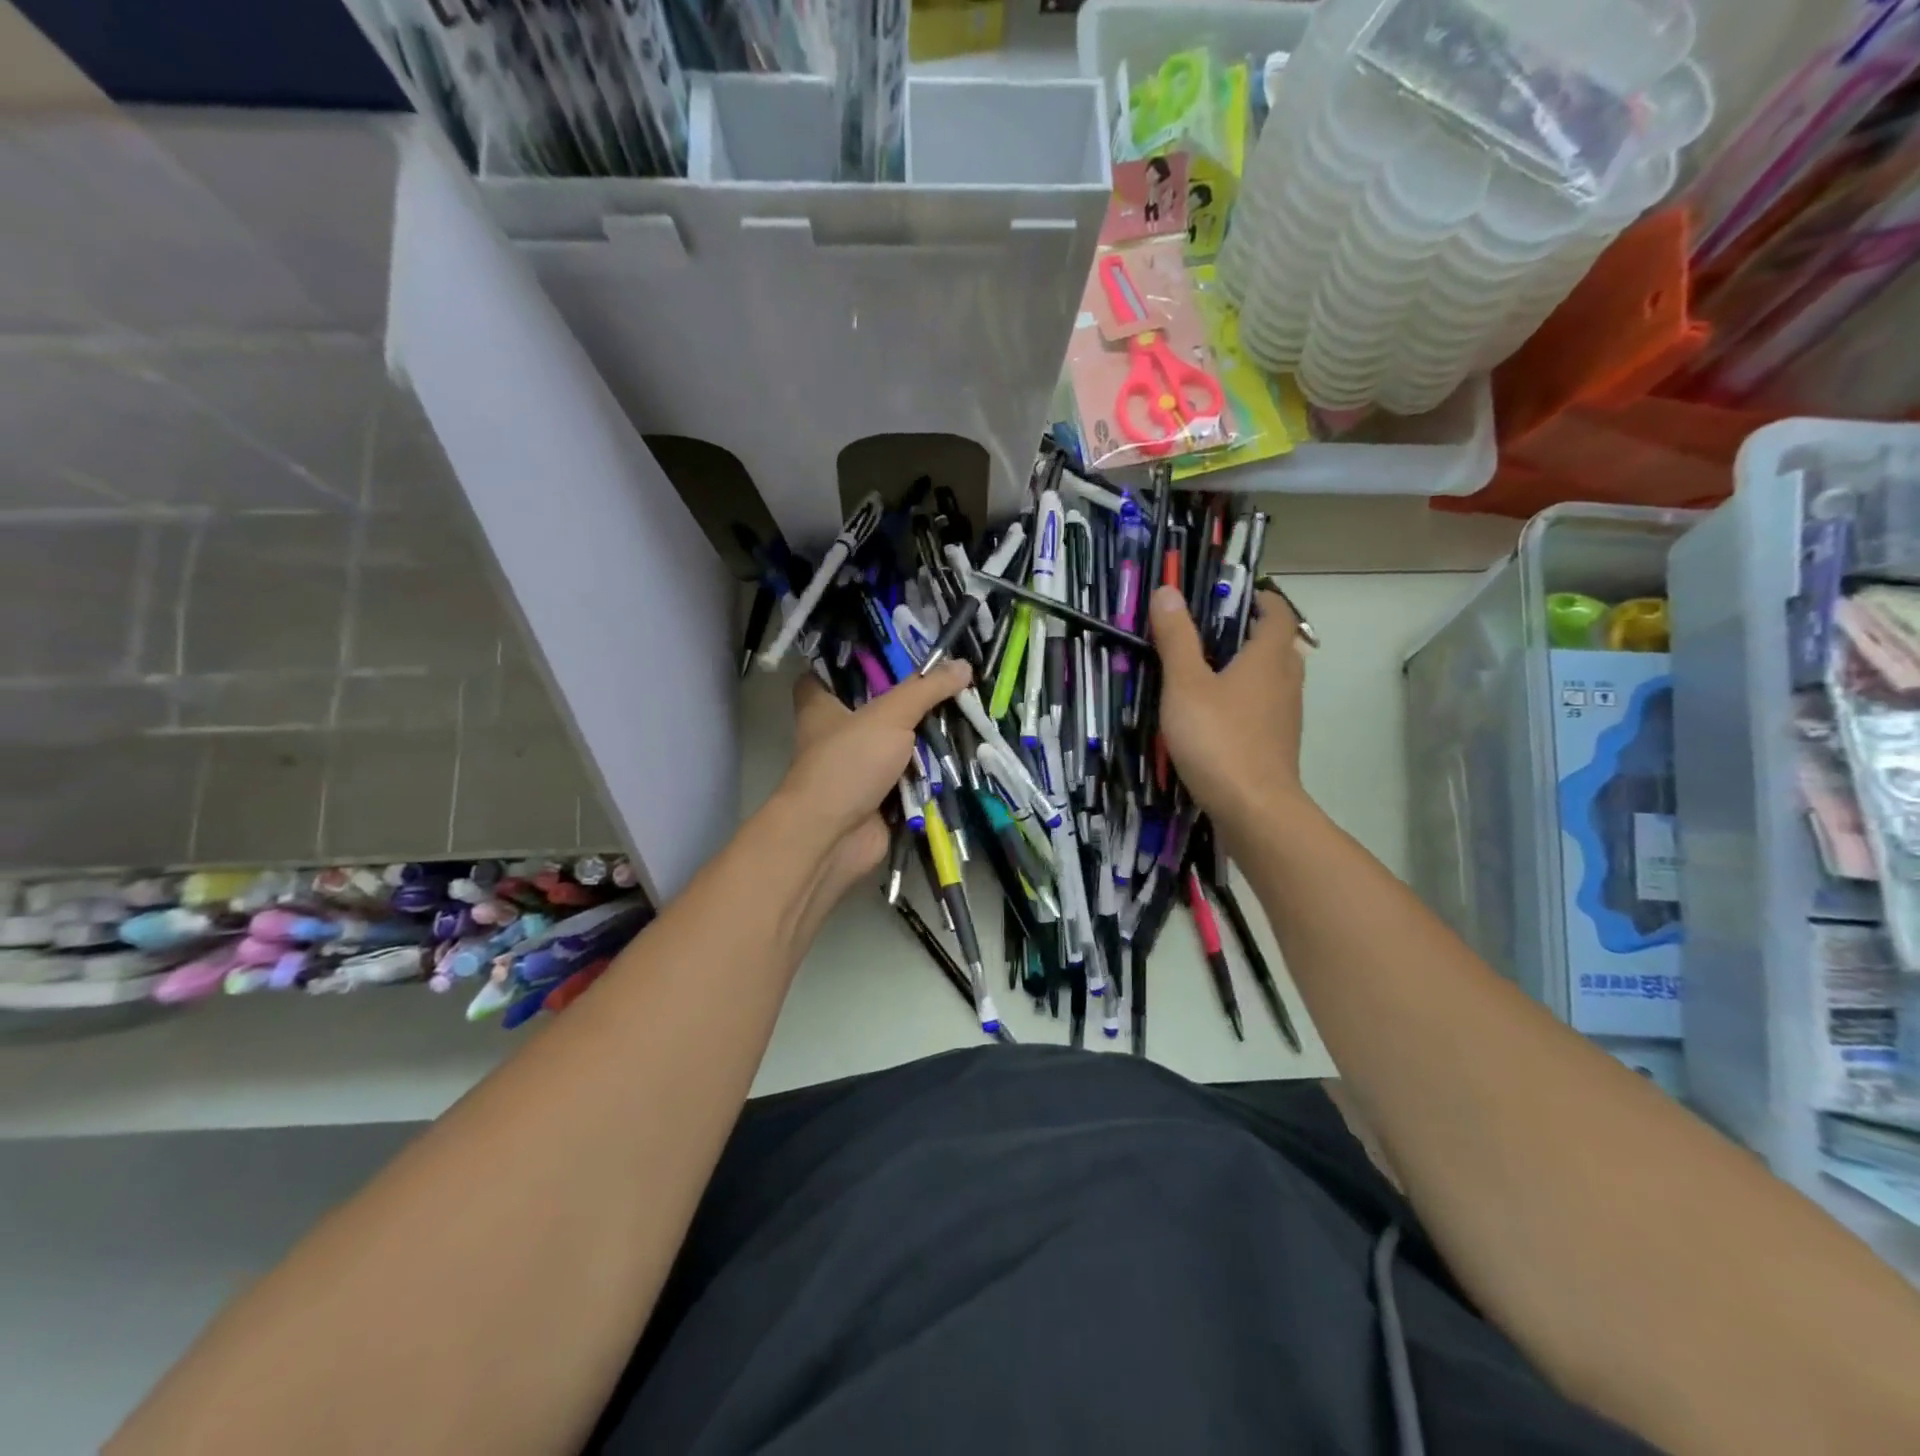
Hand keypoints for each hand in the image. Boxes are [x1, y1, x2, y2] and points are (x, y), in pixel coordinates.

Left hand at [776, 662, 970, 911]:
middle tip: (949, 682)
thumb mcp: (890, 715)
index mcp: (822, 707)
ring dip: (926, 739)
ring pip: (897, 745)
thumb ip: (926, 689)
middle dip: (909, 701)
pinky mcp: (878, 798)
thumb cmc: (848, 763)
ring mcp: (858, 769)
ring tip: (967, 714)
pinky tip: (962, 755)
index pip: (828, 674)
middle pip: (875, 708)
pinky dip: (930, 773)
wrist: (835, 837)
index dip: (853, 662)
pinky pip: (909, 778)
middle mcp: (837, 735)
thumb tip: (963, 664)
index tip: (890, 653)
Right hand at [1151, 584, 1308, 843]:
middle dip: (1249, 633)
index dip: (1259, 599)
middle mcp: (1285, 681)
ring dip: (1247, 668)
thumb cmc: (1218, 739)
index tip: (1228, 596)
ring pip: (1272, 679)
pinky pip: (1265, 708)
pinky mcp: (1277, 744)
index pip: (1277, 613)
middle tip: (1209, 634)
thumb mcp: (1185, 685)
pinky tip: (1214, 716)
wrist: (1254, 809)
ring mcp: (1285, 716)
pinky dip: (1245, 700)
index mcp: (1268, 657)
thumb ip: (1176, 638)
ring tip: (1206, 673)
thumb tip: (1167, 591)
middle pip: (1277, 645)